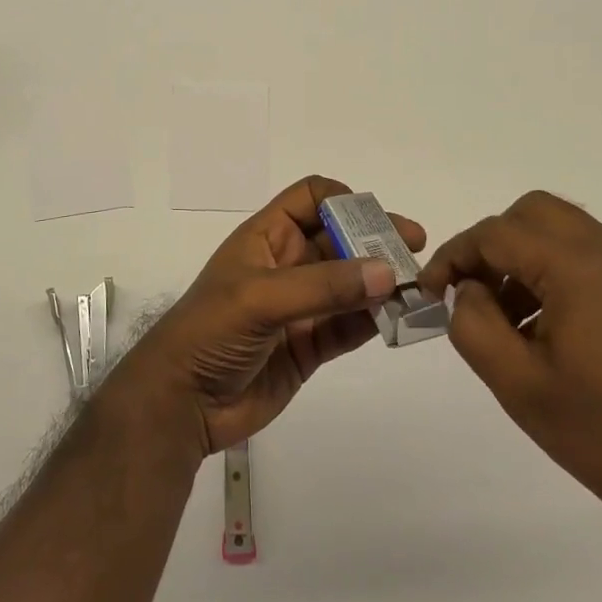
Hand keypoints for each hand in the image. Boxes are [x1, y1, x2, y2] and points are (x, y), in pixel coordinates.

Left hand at [105, 176, 424, 457]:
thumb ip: (324, 286)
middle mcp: (287, 264)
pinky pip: (350, 324)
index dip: (343, 200)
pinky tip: (402, 318)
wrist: (181, 403)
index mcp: (267, 237)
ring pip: (351, 283)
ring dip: (382, 282)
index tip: (376, 220)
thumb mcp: (260, 298)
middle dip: (376, 240)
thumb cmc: (210, 332)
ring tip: (420, 287)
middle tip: (416, 251)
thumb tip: (387, 272)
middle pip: (340, 239)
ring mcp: (300, 306)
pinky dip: (376, 319)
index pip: (309, 198)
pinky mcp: (310, 345)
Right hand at [418, 191, 601, 524]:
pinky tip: (547, 329)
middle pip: (533, 214)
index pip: (496, 234)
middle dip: (492, 244)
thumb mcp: (519, 384)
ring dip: (524, 258)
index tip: (431, 291)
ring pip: (563, 232)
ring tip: (506, 319)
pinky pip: (591, 257)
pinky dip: (556, 272)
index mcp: (578, 265)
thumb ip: (474, 325)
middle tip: (472, 292)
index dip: (454, 256)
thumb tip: (469, 291)